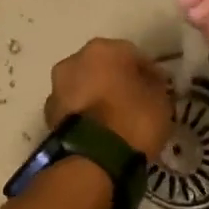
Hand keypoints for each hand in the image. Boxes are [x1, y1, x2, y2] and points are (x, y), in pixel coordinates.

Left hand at [46, 38, 172, 156]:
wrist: (92, 158)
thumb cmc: (132, 121)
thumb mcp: (160, 102)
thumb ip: (155, 86)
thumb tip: (150, 83)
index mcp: (103, 49)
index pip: (133, 55)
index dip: (148, 72)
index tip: (159, 89)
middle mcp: (74, 61)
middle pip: (102, 69)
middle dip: (117, 82)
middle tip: (134, 103)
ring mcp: (56, 89)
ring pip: (84, 89)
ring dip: (97, 99)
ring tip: (115, 121)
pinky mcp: (48, 117)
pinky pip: (74, 111)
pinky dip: (85, 117)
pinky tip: (100, 132)